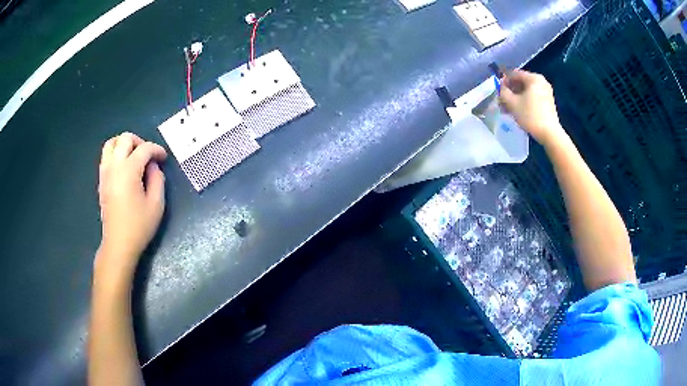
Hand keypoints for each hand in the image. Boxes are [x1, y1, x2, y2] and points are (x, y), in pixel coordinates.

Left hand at [97, 132, 167, 277]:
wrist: (118, 243)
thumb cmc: (139, 226)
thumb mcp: (156, 204)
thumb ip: (157, 179)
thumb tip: (153, 166)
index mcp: (129, 171)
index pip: (144, 149)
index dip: (157, 149)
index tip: (164, 158)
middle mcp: (114, 166)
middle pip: (125, 138)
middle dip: (139, 142)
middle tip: (148, 155)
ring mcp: (105, 173)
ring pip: (111, 144)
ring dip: (124, 144)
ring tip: (134, 156)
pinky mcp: (101, 180)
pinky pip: (106, 156)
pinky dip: (116, 154)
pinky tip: (125, 168)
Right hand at [499, 69, 565, 145]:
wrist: (549, 134)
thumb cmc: (530, 115)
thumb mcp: (512, 103)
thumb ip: (503, 92)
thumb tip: (501, 88)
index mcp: (533, 78)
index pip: (514, 74)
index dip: (504, 81)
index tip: (498, 91)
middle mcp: (541, 82)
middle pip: (521, 83)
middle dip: (510, 91)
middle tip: (502, 101)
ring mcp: (546, 92)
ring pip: (526, 91)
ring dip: (516, 98)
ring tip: (508, 109)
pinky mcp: (548, 102)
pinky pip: (533, 97)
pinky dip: (524, 102)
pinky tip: (518, 111)